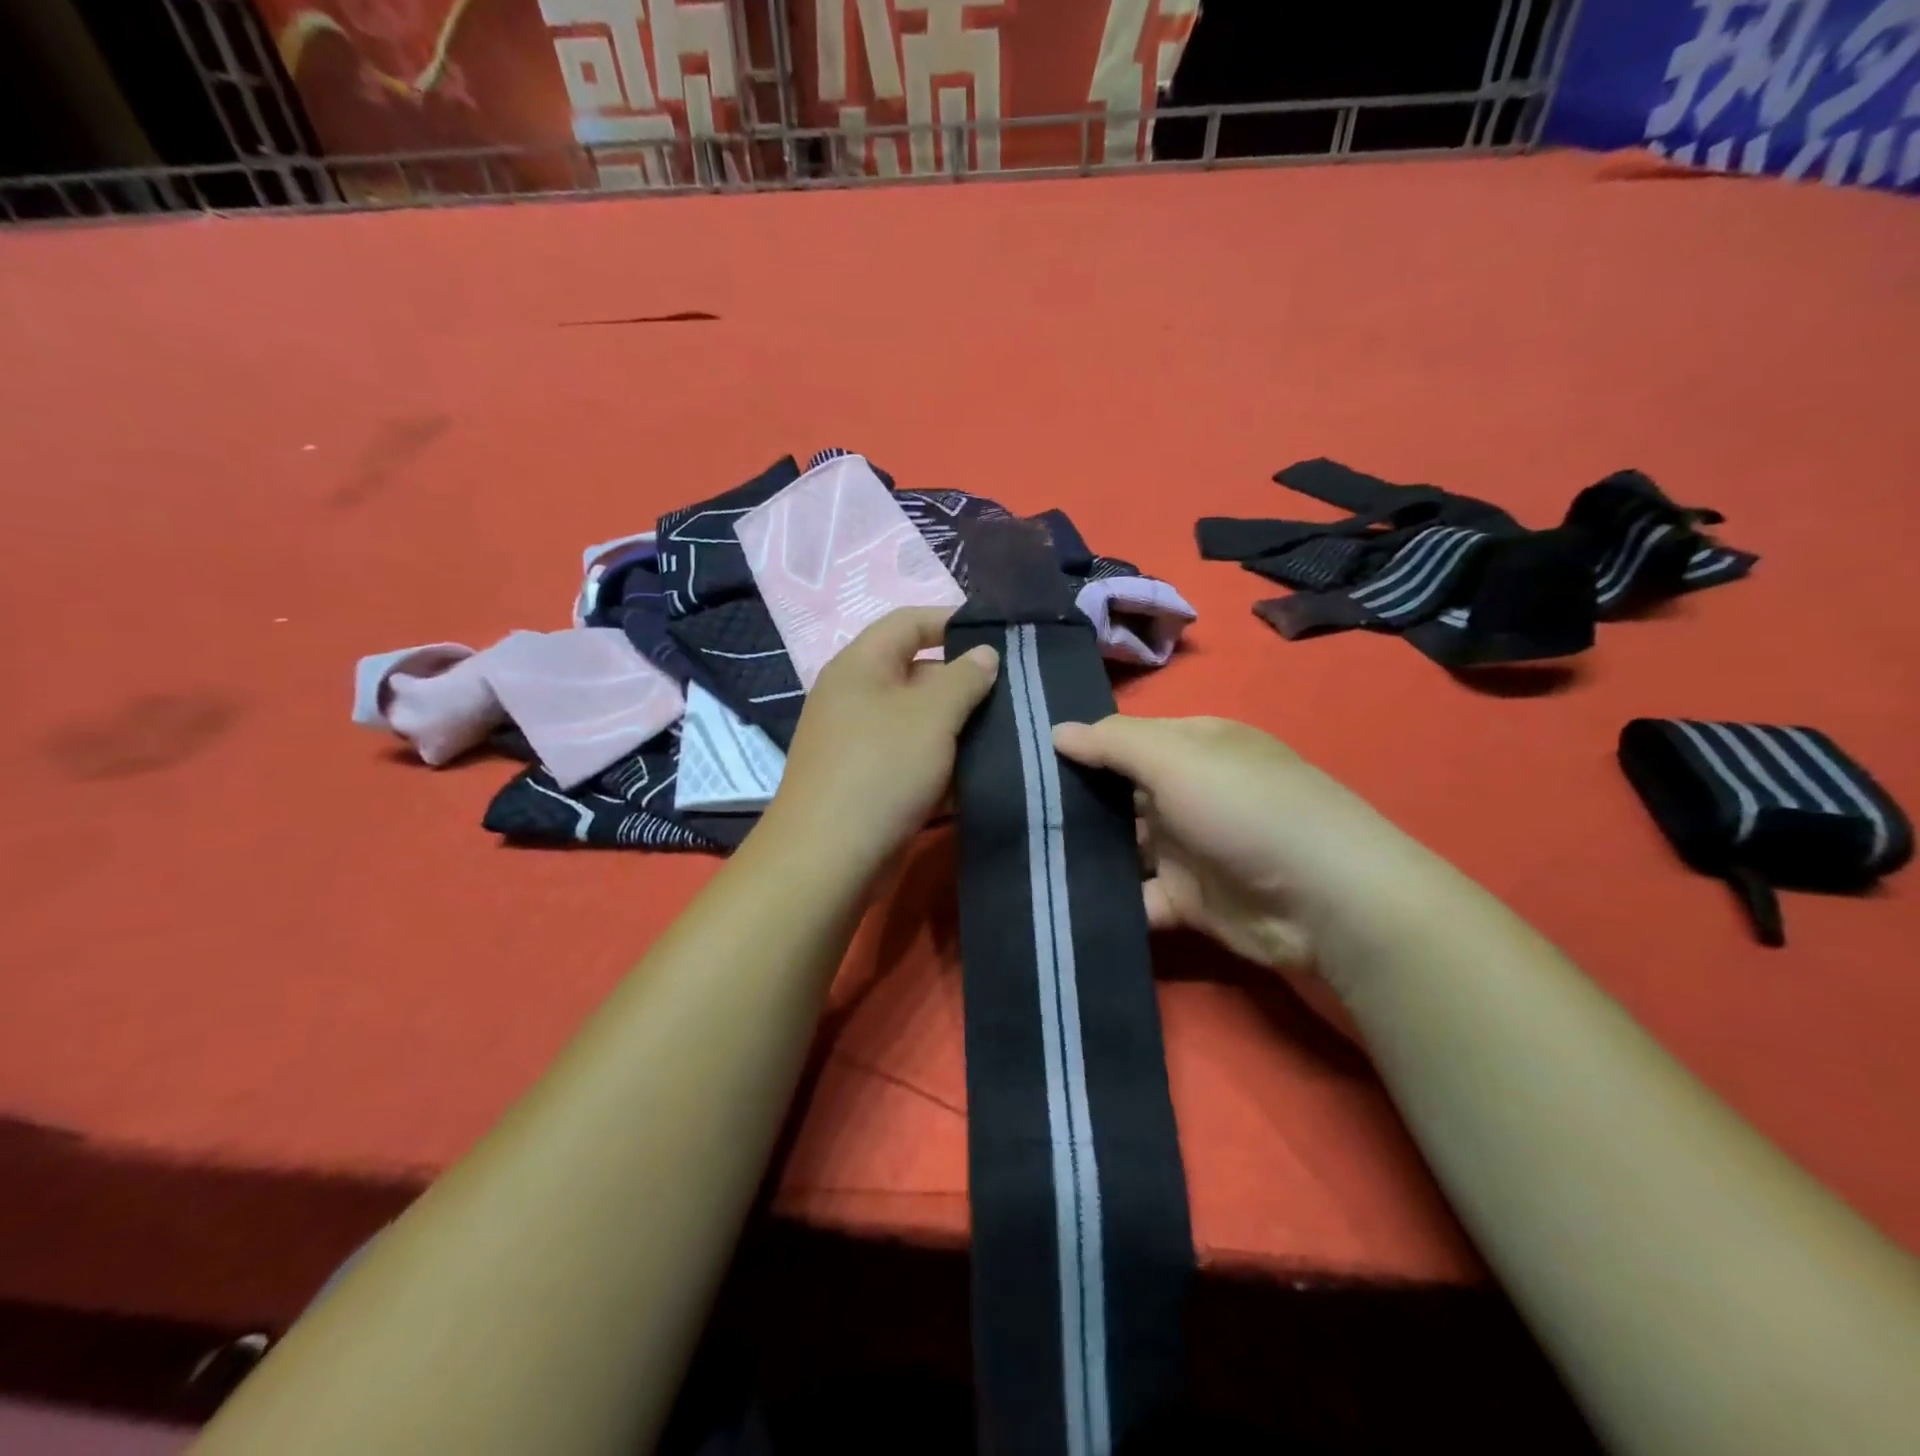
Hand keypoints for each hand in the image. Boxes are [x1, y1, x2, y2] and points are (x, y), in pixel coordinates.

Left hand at [767, 607, 998, 869]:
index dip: (953, 621)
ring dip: (959, 728)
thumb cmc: (881, 769)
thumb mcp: (931, 715)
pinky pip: (912, 759)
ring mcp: (859, 741)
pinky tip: (980, 776)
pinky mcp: (868, 781)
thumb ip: (964, 678)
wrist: (828, 858)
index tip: (1000, 637)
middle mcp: (856, 696)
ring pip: (920, 722)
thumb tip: (984, 654)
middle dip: (965, 683)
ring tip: (1009, 734)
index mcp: (861, 665)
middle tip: (1014, 695)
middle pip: (918, 673)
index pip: (909, 622)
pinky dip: (943, 764)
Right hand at [1051, 715, 1443, 995]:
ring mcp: (1189, 848)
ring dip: (1084, 853)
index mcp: (1193, 747)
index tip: (1023, 759)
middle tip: (1011, 812)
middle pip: (1119, 794)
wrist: (1324, 899)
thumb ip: (1112, 744)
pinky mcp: (1189, 900)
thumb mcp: (1176, 758)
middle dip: (1072, 803)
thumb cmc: (1244, 806)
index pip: (1125, 739)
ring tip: (1021, 856)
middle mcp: (1189, 792)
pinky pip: (1138, 897)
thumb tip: (1057, 731)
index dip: (1080, 746)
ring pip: (1123, 847)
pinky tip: (1059, 903)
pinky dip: (1108, 901)